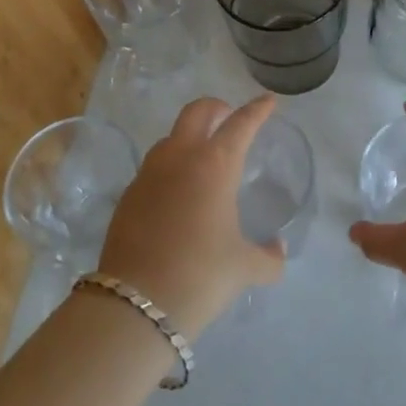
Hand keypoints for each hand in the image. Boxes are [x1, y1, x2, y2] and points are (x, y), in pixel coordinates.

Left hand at [94, 95, 285, 338]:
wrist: (135, 305)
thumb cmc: (200, 276)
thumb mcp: (244, 268)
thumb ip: (269, 257)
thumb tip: (278, 250)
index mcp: (215, 164)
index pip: (241, 124)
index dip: (257, 110)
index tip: (268, 101)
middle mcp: (181, 157)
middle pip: (197, 111)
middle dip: (216, 108)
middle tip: (228, 119)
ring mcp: (149, 173)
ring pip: (170, 137)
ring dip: (189, 137)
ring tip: (202, 159)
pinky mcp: (128, 195)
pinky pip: (153, 168)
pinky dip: (169, 169)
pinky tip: (176, 196)